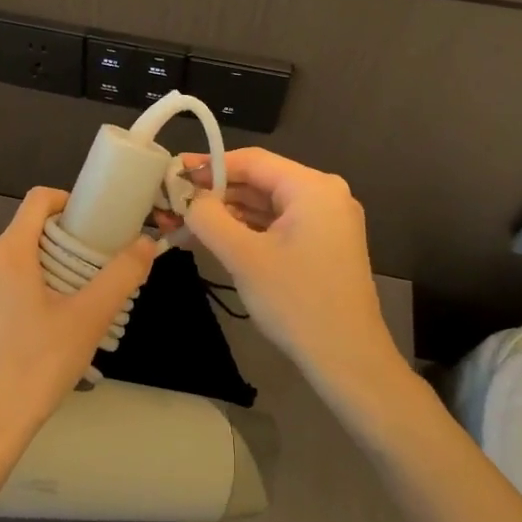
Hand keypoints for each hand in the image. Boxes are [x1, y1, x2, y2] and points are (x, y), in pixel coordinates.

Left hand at [0, 187, 154, 460]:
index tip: (96, 224)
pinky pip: (1, 294)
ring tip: (76, 309)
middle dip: (64, 245)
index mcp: (8, 253)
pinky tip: (44, 337)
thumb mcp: (88, 318)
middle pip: (28, 234)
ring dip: (47, 274)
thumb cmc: (37, 364)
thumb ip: (120, 276)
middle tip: (95, 273)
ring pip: (15, 267)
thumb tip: (147, 243)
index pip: (38, 200)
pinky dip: (26, 298)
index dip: (69, 202)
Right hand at [173, 148, 410, 413]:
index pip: (251, 160)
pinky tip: (214, 236)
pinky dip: (246, 228)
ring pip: (266, 204)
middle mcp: (325, 195)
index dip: (209, 165)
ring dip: (227, 212)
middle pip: (259, 180)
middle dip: (215, 192)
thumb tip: (188, 198)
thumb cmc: (297, 302)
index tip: (173, 174)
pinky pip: (277, 224)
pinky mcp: (323, 244)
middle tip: (173, 200)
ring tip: (185, 220)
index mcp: (313, 187)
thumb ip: (208, 217)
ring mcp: (327, 221)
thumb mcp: (243, 256)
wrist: (348, 361)